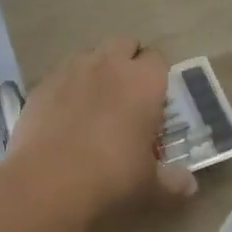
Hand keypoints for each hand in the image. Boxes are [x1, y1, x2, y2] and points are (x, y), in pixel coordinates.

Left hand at [5, 38, 197, 224]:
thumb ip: (173, 182)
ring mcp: (71, 69)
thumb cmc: (111, 177)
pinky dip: (68, 87)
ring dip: (97, 70)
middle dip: (128, 62)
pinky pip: (62, 74)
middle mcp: (108, 64)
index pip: (158, 59)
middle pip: (124, 44)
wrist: (47, 181)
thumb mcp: (150, 187)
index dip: (158, 76)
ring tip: (95, 103)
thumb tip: (189, 185)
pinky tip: (65, 115)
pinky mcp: (42, 82)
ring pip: (90, 54)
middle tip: (128, 95)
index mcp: (143, 81)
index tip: (156, 100)